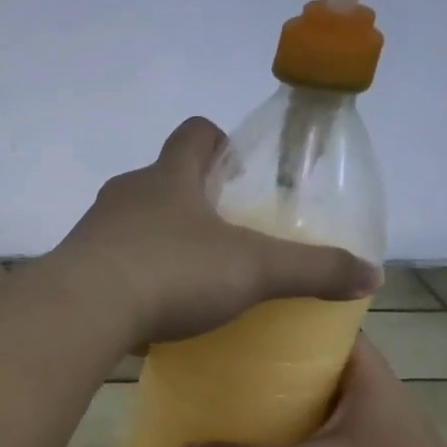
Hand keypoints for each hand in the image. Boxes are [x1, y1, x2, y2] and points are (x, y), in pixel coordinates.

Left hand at [53, 117, 378, 347]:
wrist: (83, 310)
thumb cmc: (172, 272)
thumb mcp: (254, 271)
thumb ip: (312, 270)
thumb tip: (371, 276)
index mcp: (169, 177)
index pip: (194, 133)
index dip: (218, 141)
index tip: (237, 167)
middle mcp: (126, 194)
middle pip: (162, 179)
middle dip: (191, 199)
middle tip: (223, 233)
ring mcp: (94, 230)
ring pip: (132, 223)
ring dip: (159, 241)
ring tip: (188, 278)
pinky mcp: (75, 268)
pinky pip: (110, 264)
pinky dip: (132, 279)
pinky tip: (150, 313)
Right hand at [175, 335, 446, 446]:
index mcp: (369, 380)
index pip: (332, 328)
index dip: (293, 320)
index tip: (249, 321)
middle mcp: (380, 397)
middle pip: (324, 365)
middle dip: (281, 364)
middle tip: (231, 361)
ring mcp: (383, 432)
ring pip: (328, 403)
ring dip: (292, 402)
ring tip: (241, 401)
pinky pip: (334, 435)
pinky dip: (305, 434)